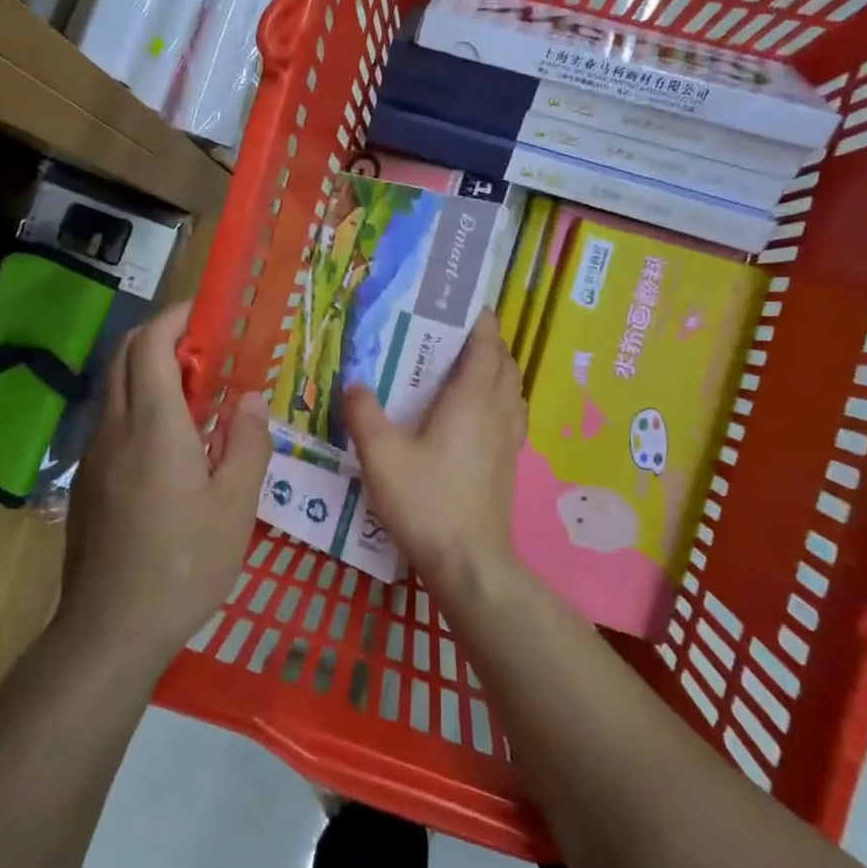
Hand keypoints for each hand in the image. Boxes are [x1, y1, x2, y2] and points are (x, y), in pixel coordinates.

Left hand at [62, 302, 271, 660]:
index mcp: (154, 424)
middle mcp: (115, 427)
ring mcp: (94, 453)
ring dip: (150, 369)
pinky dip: (139, 402)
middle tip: (206, 350)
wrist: (111, 627)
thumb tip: (250, 399)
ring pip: (116, 385)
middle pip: (126, 354)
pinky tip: (170, 440)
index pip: (153, 343)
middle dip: (162, 335)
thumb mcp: (236, 505)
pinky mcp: (88, 479)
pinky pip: (112, 417)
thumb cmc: (184, 563)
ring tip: (195, 392)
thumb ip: (248, 443)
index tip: (207, 314)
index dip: (177, 318)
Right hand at [344, 313, 527, 589]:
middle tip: (460, 336)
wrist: (469, 562)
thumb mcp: (382, 456)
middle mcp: (497, 413)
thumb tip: (354, 383)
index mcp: (471, 400)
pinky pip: (511, 416)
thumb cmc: (427, 501)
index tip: (469, 305)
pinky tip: (478, 417)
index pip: (486, 347)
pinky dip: (500, 400)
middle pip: (505, 365)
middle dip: (490, 344)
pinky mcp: (508, 466)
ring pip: (512, 391)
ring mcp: (508, 441)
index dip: (481, 323)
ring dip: (498, 372)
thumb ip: (364, 414)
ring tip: (470, 370)